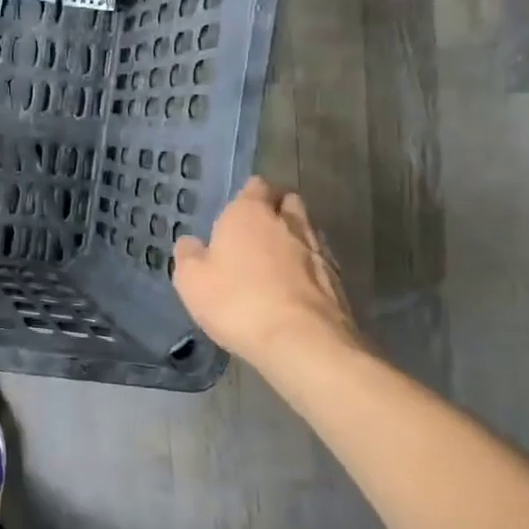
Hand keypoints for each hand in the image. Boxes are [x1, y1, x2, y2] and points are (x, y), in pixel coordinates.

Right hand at [172, 177, 361, 379]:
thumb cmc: (237, 302)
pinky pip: (320, 261)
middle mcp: (288, 222)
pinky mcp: (339, 279)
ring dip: (294, 238)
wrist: (302, 342)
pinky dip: (309, 267)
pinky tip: (295, 286)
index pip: (256, 186)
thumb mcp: (192, 281)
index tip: (238, 209)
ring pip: (307, 230)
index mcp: (249, 213)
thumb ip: (189, 255)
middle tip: (258, 230)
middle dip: (276, 209)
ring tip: (277, 260)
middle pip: (288, 201)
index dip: (248, 194)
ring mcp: (318, 250)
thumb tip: (191, 243)